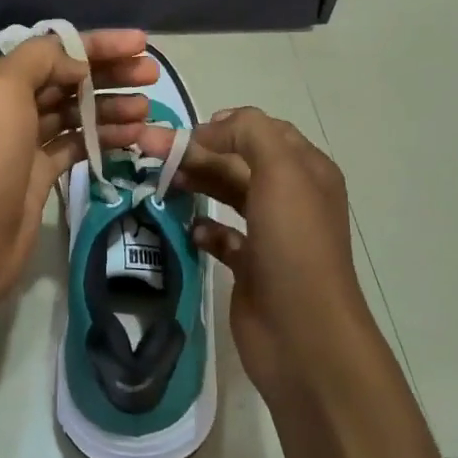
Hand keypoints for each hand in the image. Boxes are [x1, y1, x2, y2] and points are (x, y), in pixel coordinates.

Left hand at [0, 30, 158, 310]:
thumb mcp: (4, 87)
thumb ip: (42, 61)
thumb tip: (78, 65)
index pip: (56, 50)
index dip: (99, 44)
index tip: (141, 44)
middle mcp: (11, 106)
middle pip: (69, 80)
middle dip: (110, 73)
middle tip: (152, 76)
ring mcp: (27, 142)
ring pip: (76, 113)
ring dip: (111, 106)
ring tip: (147, 109)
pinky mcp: (41, 174)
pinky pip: (78, 144)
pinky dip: (104, 137)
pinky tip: (133, 136)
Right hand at [140, 107, 373, 400]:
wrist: (302, 332)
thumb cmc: (293, 244)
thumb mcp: (280, 171)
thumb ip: (249, 133)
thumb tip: (214, 126)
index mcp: (307, 170)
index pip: (264, 131)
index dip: (226, 125)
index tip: (186, 132)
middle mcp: (291, 198)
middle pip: (239, 162)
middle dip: (198, 152)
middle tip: (151, 151)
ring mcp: (271, 234)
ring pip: (228, 195)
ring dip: (196, 183)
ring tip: (161, 182)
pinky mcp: (251, 266)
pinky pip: (221, 236)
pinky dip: (203, 227)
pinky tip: (187, 228)